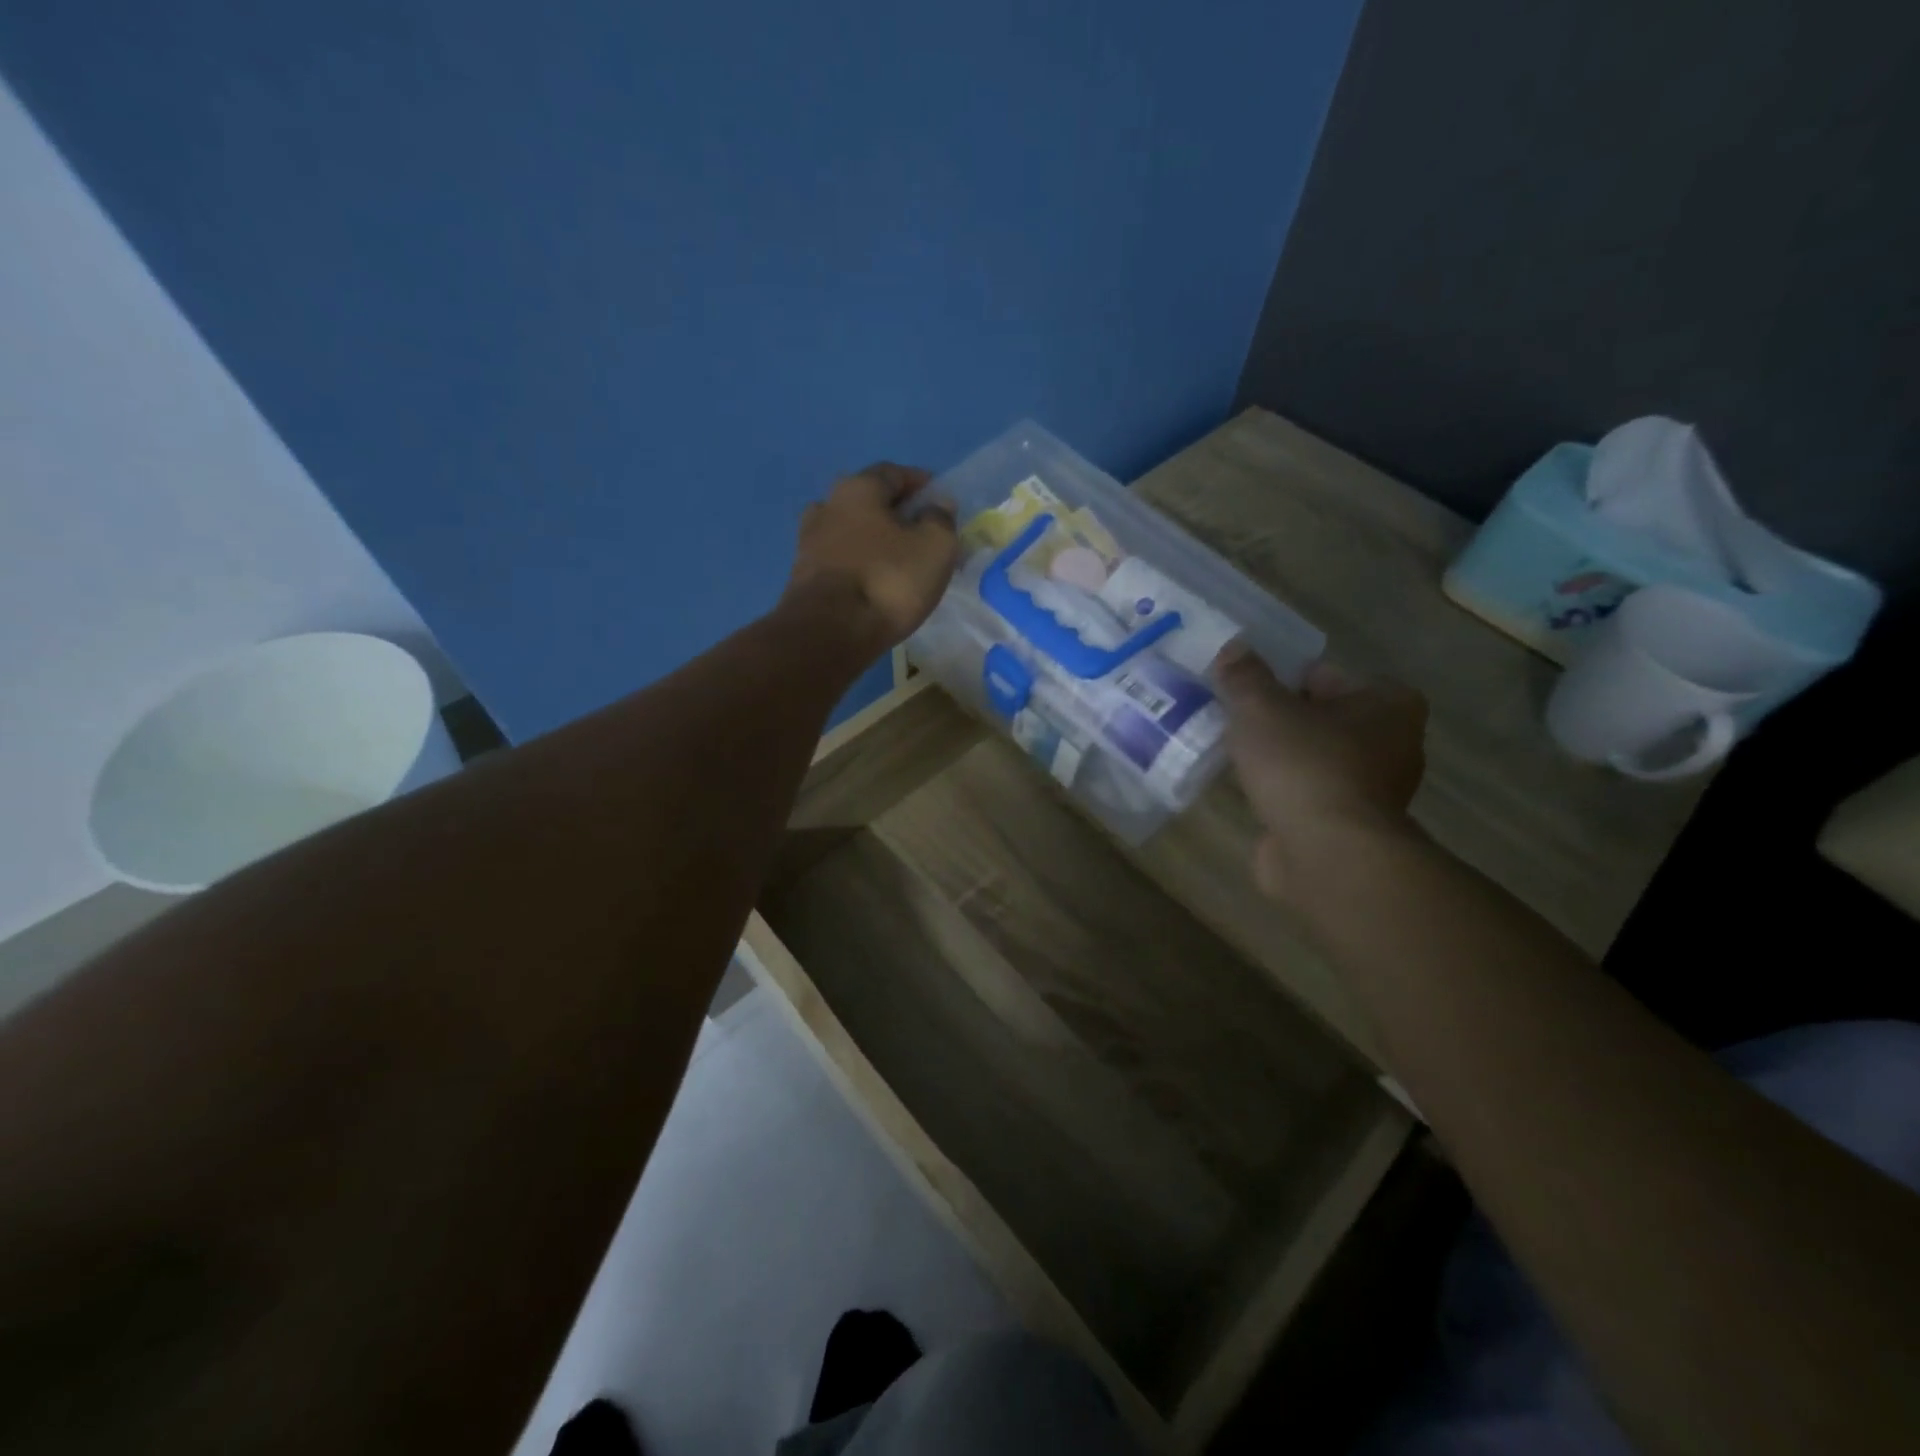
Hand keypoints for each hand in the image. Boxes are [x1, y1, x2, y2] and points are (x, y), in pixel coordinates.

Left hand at [784, 462, 960, 652]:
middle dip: (895, 514)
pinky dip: (859, 565)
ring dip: (874, 541)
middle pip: (868, 501)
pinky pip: (840, 561)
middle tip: (921, 534)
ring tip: (898, 562)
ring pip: (851, 532)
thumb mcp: (935, 546)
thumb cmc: (888, 580)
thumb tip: (937, 505)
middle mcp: (827, 505)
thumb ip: (941, 519)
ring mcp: (809, 542)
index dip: (920, 483)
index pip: (893, 473)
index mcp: (858, 488)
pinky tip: (875, 583)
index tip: (939, 501)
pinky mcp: (803, 576)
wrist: (829, 632)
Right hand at [1215, 646, 1428, 896]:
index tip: (1246, 693)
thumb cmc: (1304, 765)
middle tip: (1234, 722)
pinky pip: (1309, 796)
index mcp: (1388, 703)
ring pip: (1314, 759)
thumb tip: (1234, 649)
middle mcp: (1393, 743)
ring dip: (1280, 760)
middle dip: (1280, 721)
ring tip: (1234, 757)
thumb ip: (1244, 676)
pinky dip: (1284, 794)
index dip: (1281, 680)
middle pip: (1321, 718)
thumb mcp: (1261, 707)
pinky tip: (1250, 794)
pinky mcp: (1351, 828)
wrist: (1327, 854)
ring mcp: (1374, 790)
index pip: (1325, 676)